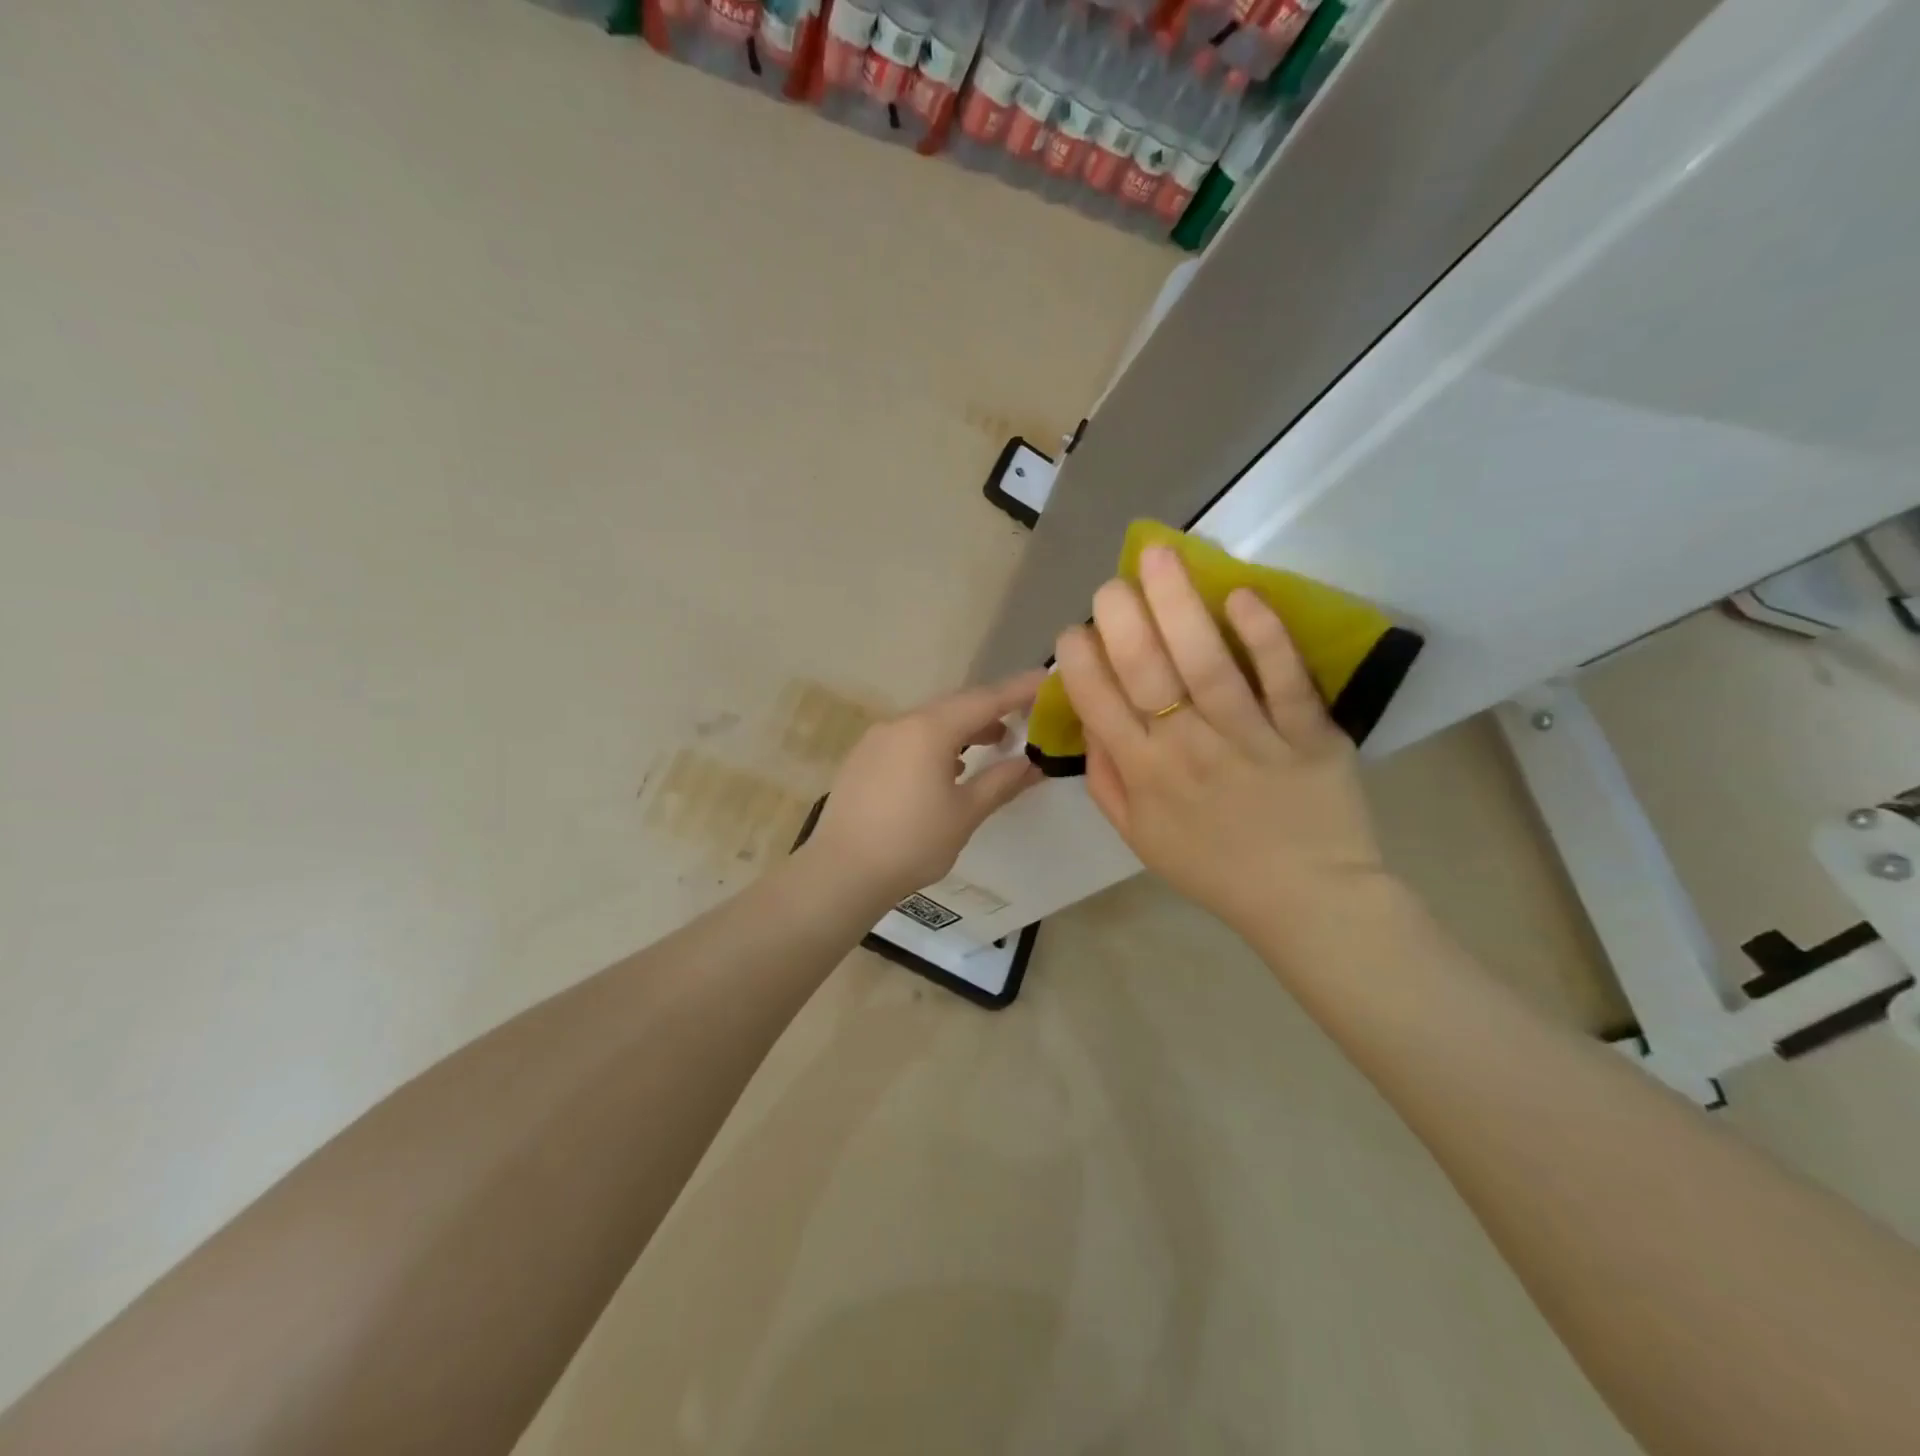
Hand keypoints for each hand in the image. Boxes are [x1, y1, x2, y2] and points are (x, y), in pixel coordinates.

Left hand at [804, 670, 1047, 907]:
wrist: (842, 872)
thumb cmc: (912, 843)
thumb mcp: (965, 814)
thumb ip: (1001, 782)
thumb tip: (1033, 764)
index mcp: (929, 730)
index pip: (984, 700)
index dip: (1018, 690)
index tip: (1045, 678)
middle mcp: (900, 723)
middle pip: (955, 706)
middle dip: (991, 709)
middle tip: (1024, 716)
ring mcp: (876, 739)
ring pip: (929, 721)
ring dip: (963, 728)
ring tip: (992, 743)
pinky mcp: (862, 758)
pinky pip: (908, 737)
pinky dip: (935, 742)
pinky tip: (947, 767)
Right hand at [1055, 545, 1387, 957]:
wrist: (1307, 900)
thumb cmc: (1214, 869)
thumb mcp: (1140, 838)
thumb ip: (1108, 782)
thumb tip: (1090, 723)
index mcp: (1145, 776)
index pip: (1098, 703)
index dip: (1079, 660)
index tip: (1074, 631)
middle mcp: (1188, 748)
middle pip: (1147, 670)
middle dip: (1121, 617)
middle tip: (1111, 582)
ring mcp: (1250, 737)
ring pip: (1207, 661)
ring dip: (1179, 604)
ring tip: (1159, 555)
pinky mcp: (1309, 732)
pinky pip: (1284, 678)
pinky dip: (1264, 636)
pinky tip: (1242, 596)